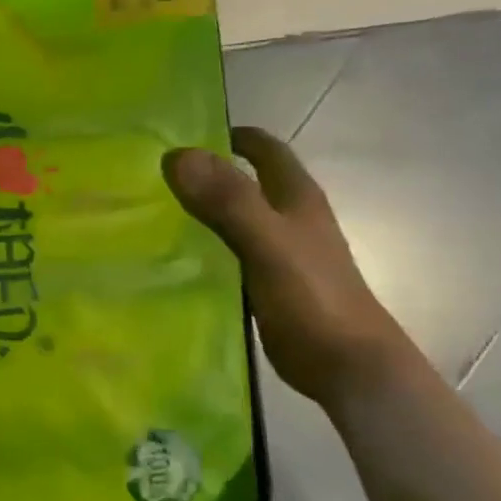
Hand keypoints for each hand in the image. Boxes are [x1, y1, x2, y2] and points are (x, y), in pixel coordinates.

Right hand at [164, 127, 409, 407]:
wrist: (347, 364)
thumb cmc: (313, 297)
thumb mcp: (268, 242)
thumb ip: (228, 200)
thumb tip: (177, 155)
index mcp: (297, 198)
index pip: (265, 149)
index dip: (230, 137)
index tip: (182, 137)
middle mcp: (290, 218)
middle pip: (245, 182)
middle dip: (206, 173)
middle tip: (153, 177)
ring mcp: (279, 252)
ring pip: (235, 218)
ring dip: (202, 211)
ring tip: (152, 213)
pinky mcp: (267, 283)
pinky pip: (229, 252)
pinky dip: (204, 246)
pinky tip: (174, 257)